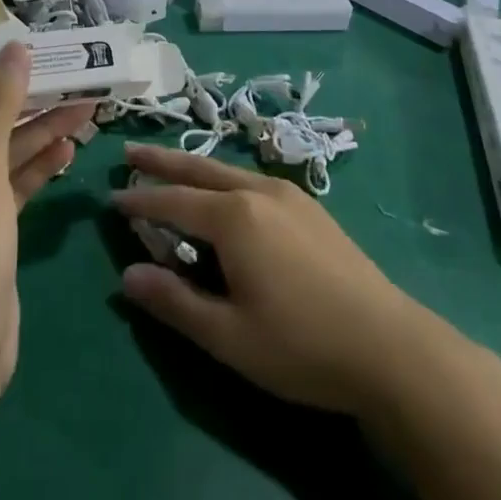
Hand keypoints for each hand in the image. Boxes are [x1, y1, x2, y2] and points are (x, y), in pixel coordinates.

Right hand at [113, 143, 453, 417]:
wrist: (390, 346)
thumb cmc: (302, 345)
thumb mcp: (230, 336)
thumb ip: (175, 302)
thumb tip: (127, 275)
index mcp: (233, 217)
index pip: (173, 201)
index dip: (140, 201)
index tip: (111, 197)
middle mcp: (256, 191)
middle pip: (197, 168)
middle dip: (161, 161)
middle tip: (130, 152)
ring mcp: (287, 194)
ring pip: (227, 169)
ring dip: (192, 166)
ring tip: (169, 165)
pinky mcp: (309, 206)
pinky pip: (251, 179)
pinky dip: (223, 177)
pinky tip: (224, 190)